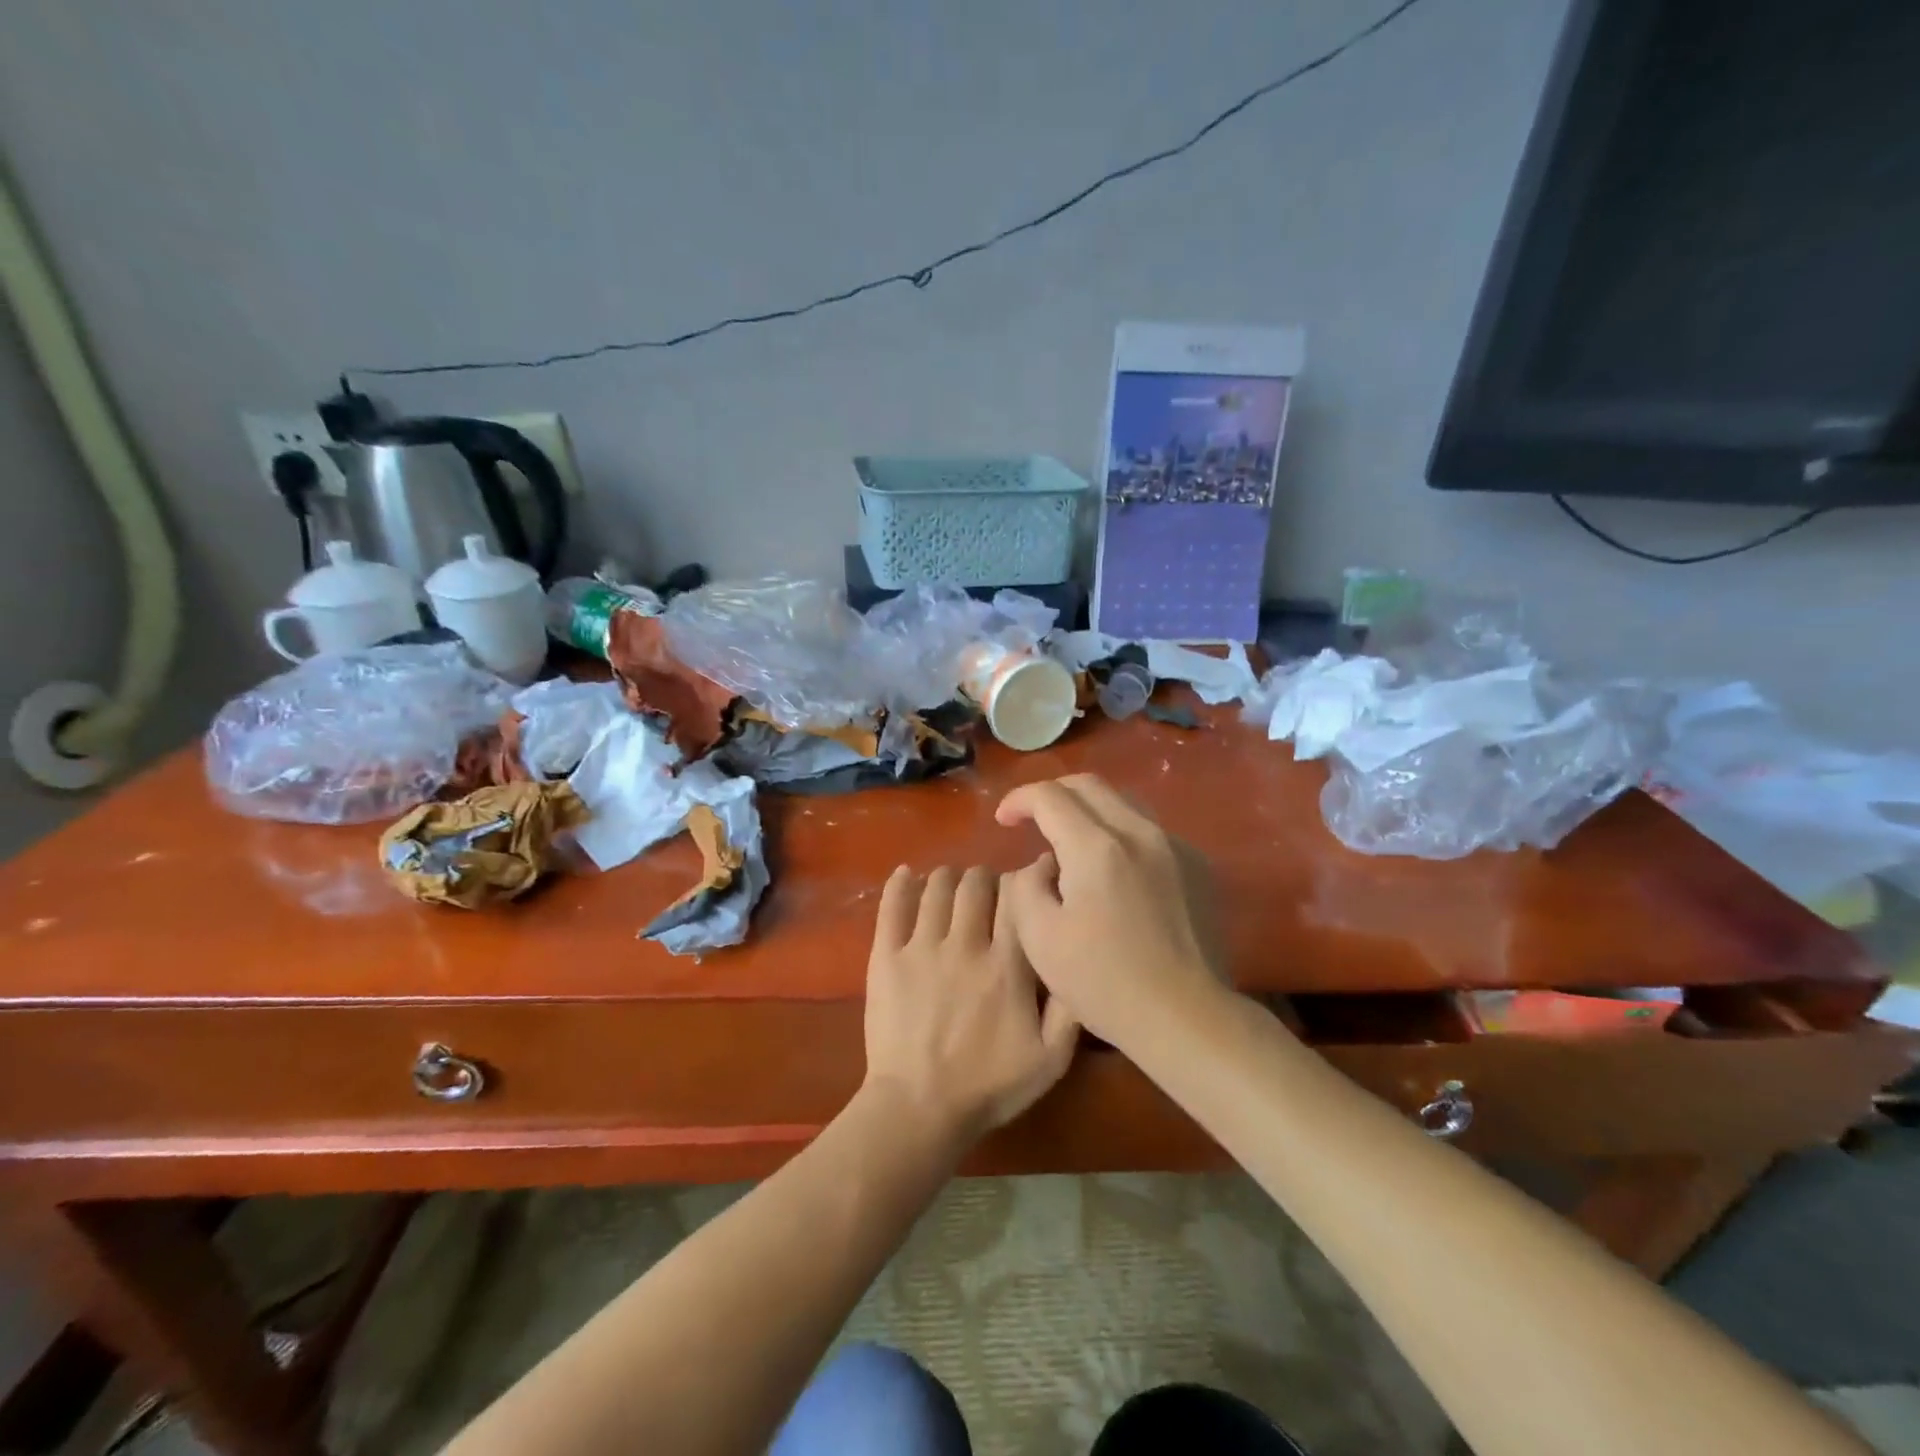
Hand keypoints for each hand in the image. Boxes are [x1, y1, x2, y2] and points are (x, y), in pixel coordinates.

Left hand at [862, 864, 1079, 1146]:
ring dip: (948, 877)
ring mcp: (921, 947)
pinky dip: (900, 883)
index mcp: (1007, 966)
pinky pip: (892, 906)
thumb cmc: (988, 1087)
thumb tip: (1075, 959)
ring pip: (937, 887)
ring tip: (953, 885)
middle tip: (988, 889)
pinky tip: (906, 874)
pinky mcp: (886, 956)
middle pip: (976, 884)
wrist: (918, 1109)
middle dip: (986, 877)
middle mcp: (966, 944)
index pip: (1017, 898)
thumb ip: (1070, 1008)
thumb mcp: (1050, 1060)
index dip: (1023, 880)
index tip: (1027, 880)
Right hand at [996, 774, 1227, 1047]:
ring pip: (1124, 803)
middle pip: (1090, 785)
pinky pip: (1150, 831)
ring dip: (1089, 810)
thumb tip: (1041, 864)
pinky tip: (1115, 872)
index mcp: (1097, 847)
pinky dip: (1121, 835)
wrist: (1188, 1017)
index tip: (1003, 820)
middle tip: (1032, 819)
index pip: (1050, 796)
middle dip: (1053, 794)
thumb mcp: (1040, 939)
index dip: (1019, 800)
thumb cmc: (1105, 982)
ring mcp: (1176, 846)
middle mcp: (1140, 832)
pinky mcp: (1199, 866)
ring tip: (1072, 842)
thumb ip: (1026, 886)